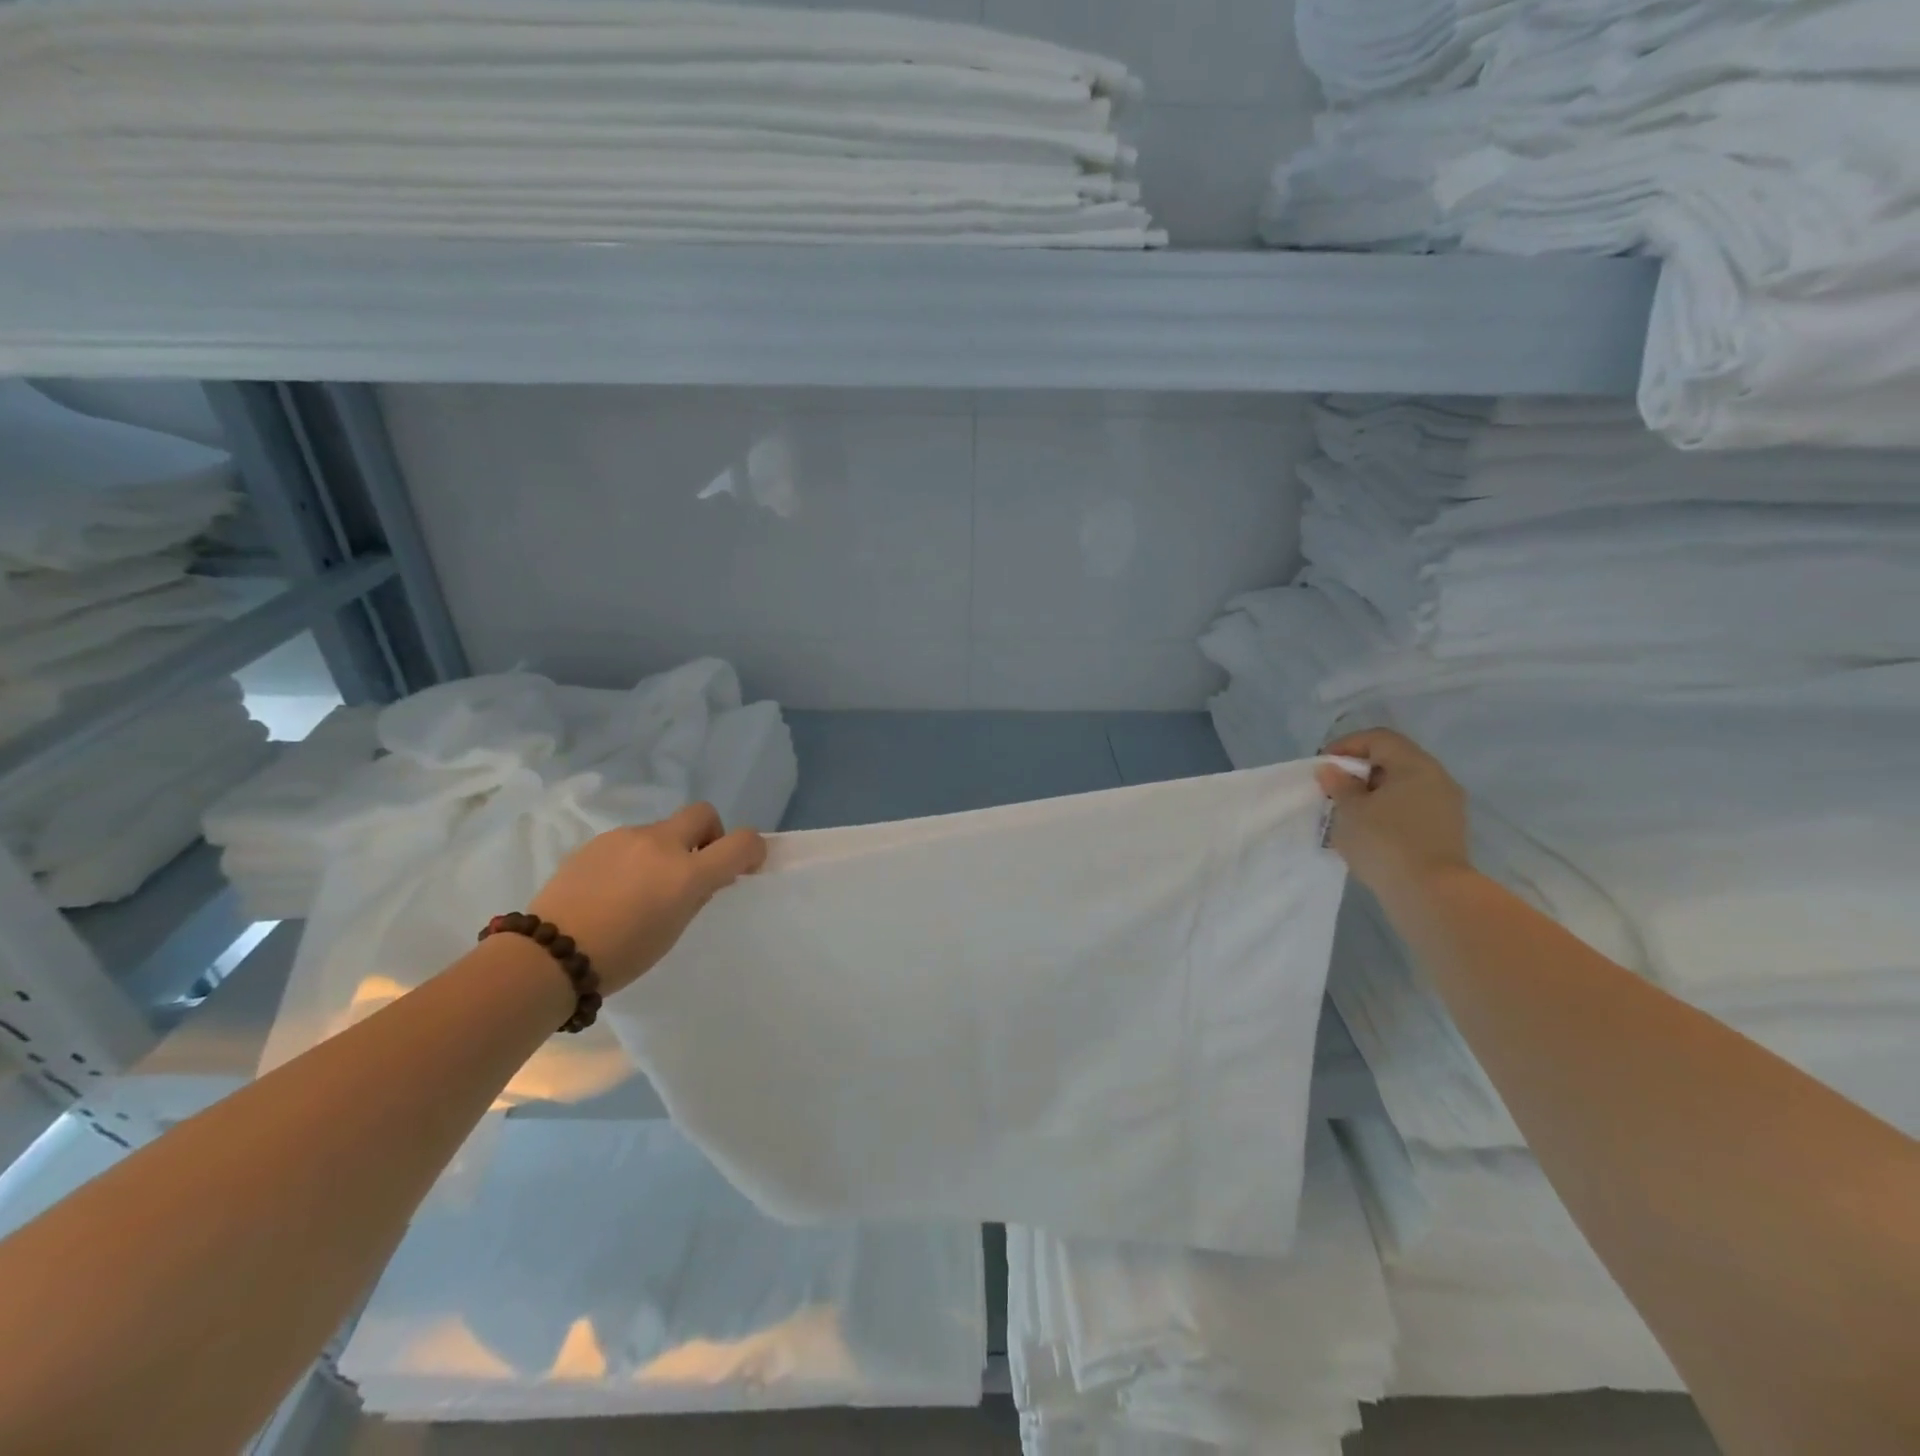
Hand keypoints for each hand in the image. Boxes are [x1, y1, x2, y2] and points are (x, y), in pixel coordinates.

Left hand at [528, 803, 766, 995]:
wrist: (548, 955)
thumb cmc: (621, 955)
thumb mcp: (673, 930)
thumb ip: (696, 895)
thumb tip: (705, 876)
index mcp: (687, 872)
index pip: (742, 841)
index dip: (753, 849)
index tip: (745, 867)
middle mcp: (661, 844)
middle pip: (702, 813)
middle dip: (709, 834)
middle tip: (695, 866)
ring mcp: (626, 838)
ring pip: (663, 829)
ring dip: (667, 849)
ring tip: (643, 887)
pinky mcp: (597, 842)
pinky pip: (631, 840)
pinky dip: (636, 856)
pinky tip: (614, 888)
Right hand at [1315, 729, 1470, 903]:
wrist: (1431, 894)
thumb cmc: (1385, 842)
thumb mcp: (1351, 811)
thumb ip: (1339, 785)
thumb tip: (1332, 770)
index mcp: (1415, 765)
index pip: (1379, 739)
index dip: (1347, 745)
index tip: (1323, 766)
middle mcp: (1437, 778)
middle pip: (1394, 760)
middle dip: (1360, 771)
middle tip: (1333, 789)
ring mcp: (1446, 806)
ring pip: (1404, 786)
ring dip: (1374, 793)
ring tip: (1349, 813)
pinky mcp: (1446, 831)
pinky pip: (1412, 808)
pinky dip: (1388, 811)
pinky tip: (1370, 832)